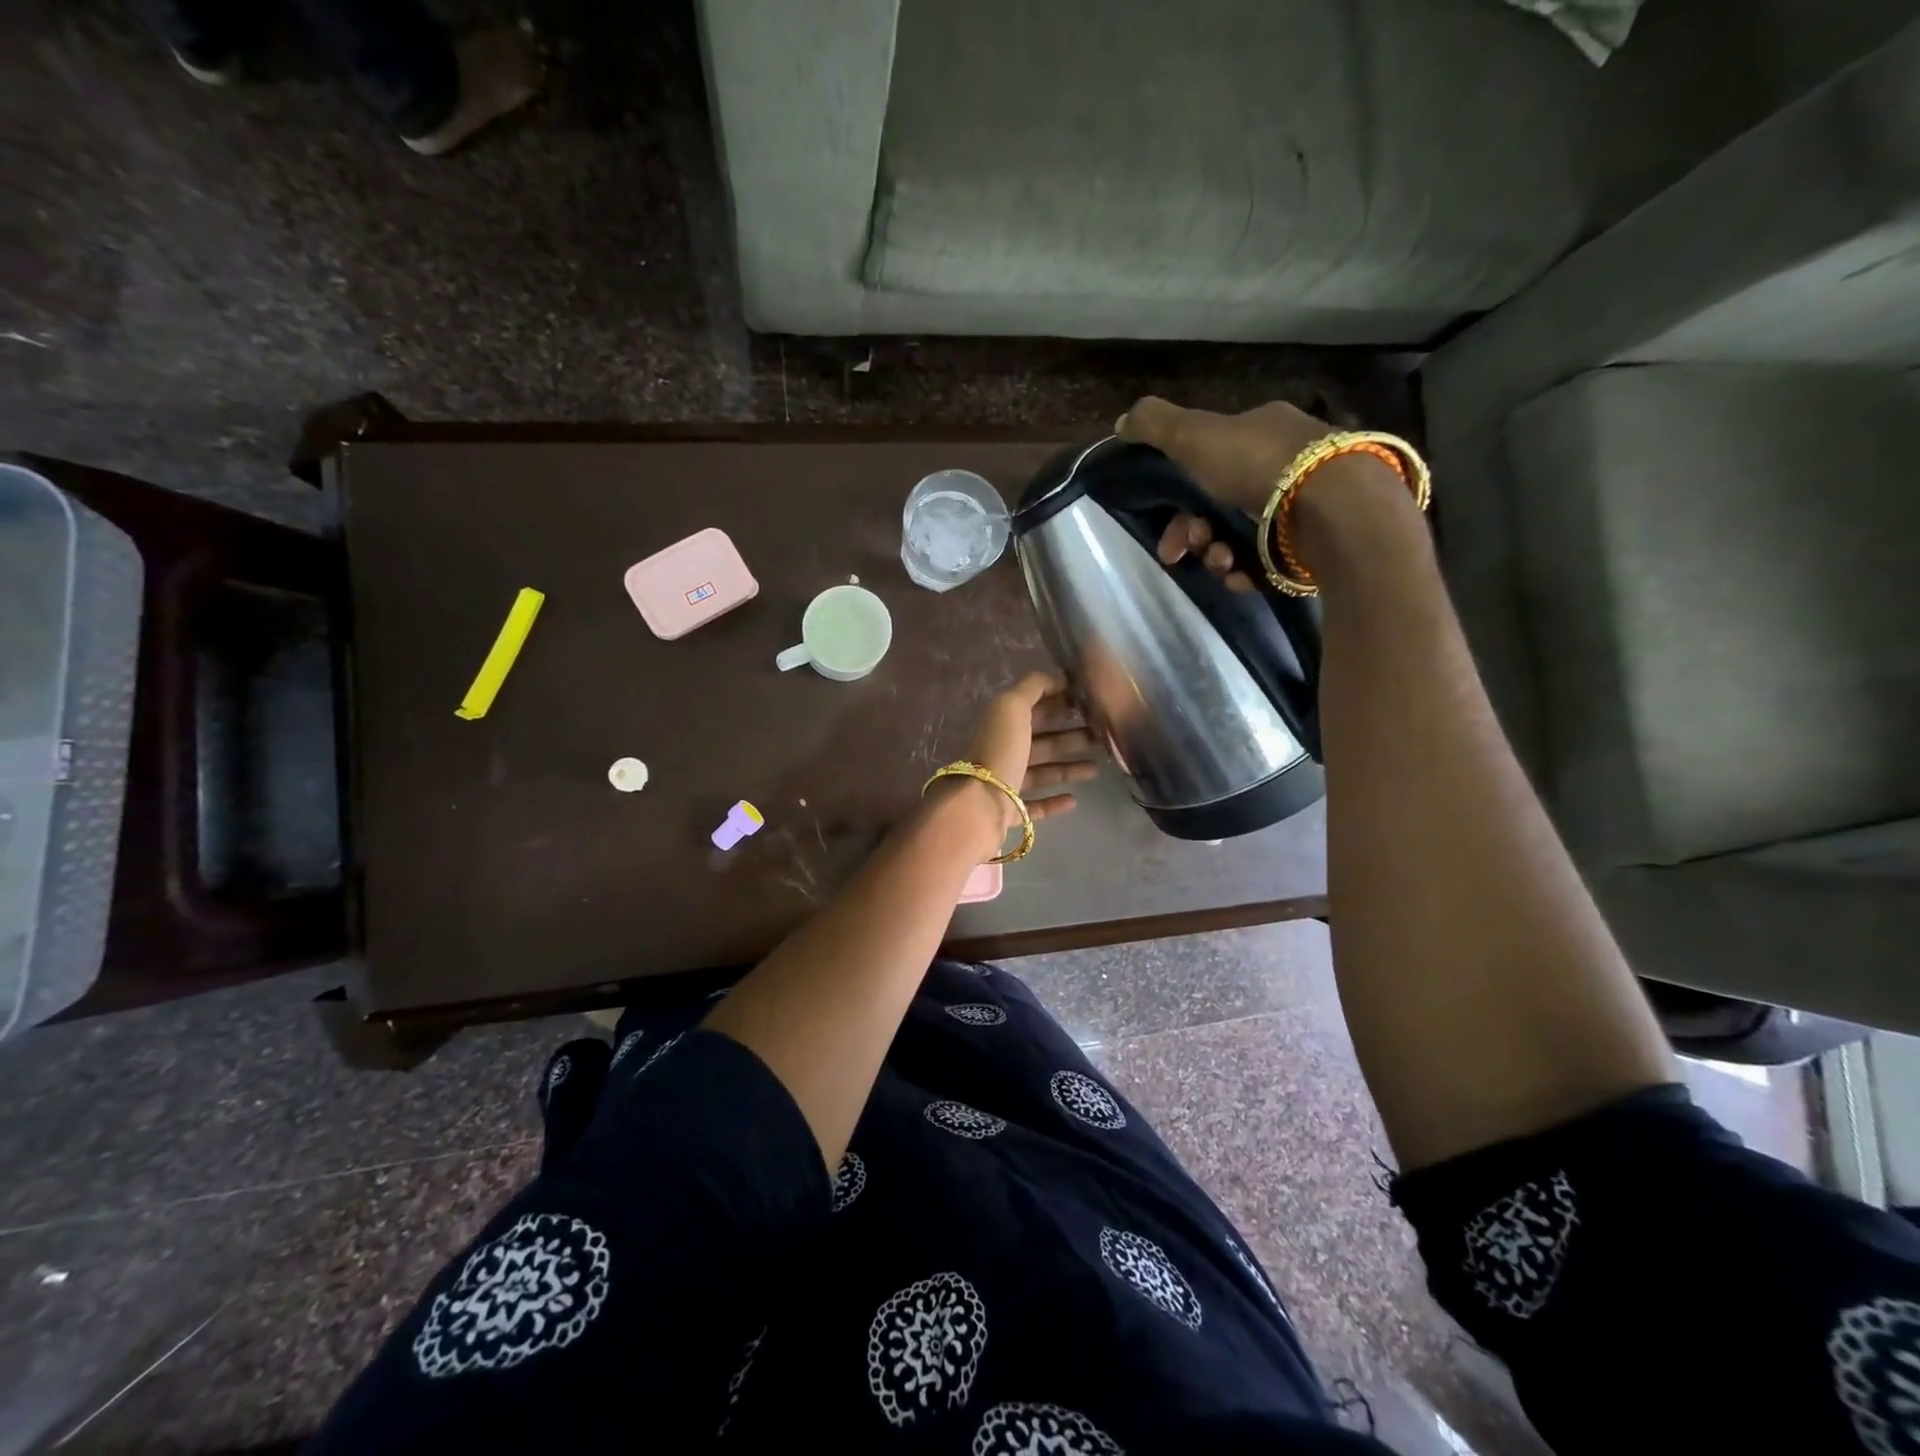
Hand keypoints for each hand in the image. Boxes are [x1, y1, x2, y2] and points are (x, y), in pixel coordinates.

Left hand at [961, 671, 1100, 834]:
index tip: (1090, 704)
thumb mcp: (1012, 707)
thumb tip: (1058, 676)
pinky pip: (1034, 806)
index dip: (1059, 703)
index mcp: (1003, 725)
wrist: (980, 803)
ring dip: (1068, 768)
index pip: (1034, 709)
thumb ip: (1033, 687)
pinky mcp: (1010, 812)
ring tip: (1098, 767)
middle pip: (1042, 742)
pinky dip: (1053, 802)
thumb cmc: (1000, 750)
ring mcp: (1005, 784)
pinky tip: (1074, 799)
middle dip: (1071, 736)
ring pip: (1042, 772)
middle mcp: (1003, 752)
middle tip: (1102, 736)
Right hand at [1115, 395, 1333, 593]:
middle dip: (1193, 532)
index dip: (1177, 491)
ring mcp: (1299, 506)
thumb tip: (1122, 420)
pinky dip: (1245, 571)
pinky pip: (1263, 563)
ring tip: (1221, 562)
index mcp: (1260, 431)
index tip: (1162, 520)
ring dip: (1216, 554)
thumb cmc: (1259, 465)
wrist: (1332, 509)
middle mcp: (1283, 464)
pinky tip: (1241, 574)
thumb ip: (1155, 425)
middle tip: (1181, 552)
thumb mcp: (1195, 434)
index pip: (1208, 460)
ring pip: (1237, 537)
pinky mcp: (1309, 545)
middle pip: (1218, 505)